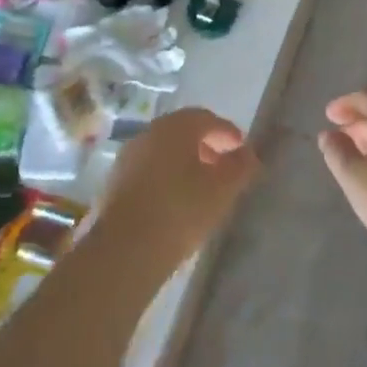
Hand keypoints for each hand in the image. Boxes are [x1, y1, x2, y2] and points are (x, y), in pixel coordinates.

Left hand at [95, 108, 259, 286]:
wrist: (126, 247)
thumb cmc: (180, 210)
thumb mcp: (221, 191)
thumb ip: (239, 168)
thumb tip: (249, 153)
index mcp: (176, 126)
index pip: (206, 118)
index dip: (226, 132)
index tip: (241, 148)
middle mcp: (150, 132)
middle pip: (183, 131)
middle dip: (206, 145)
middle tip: (223, 166)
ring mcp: (130, 155)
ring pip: (164, 149)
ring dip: (185, 161)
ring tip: (202, 187)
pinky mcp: (116, 179)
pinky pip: (149, 167)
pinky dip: (166, 175)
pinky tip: (175, 199)